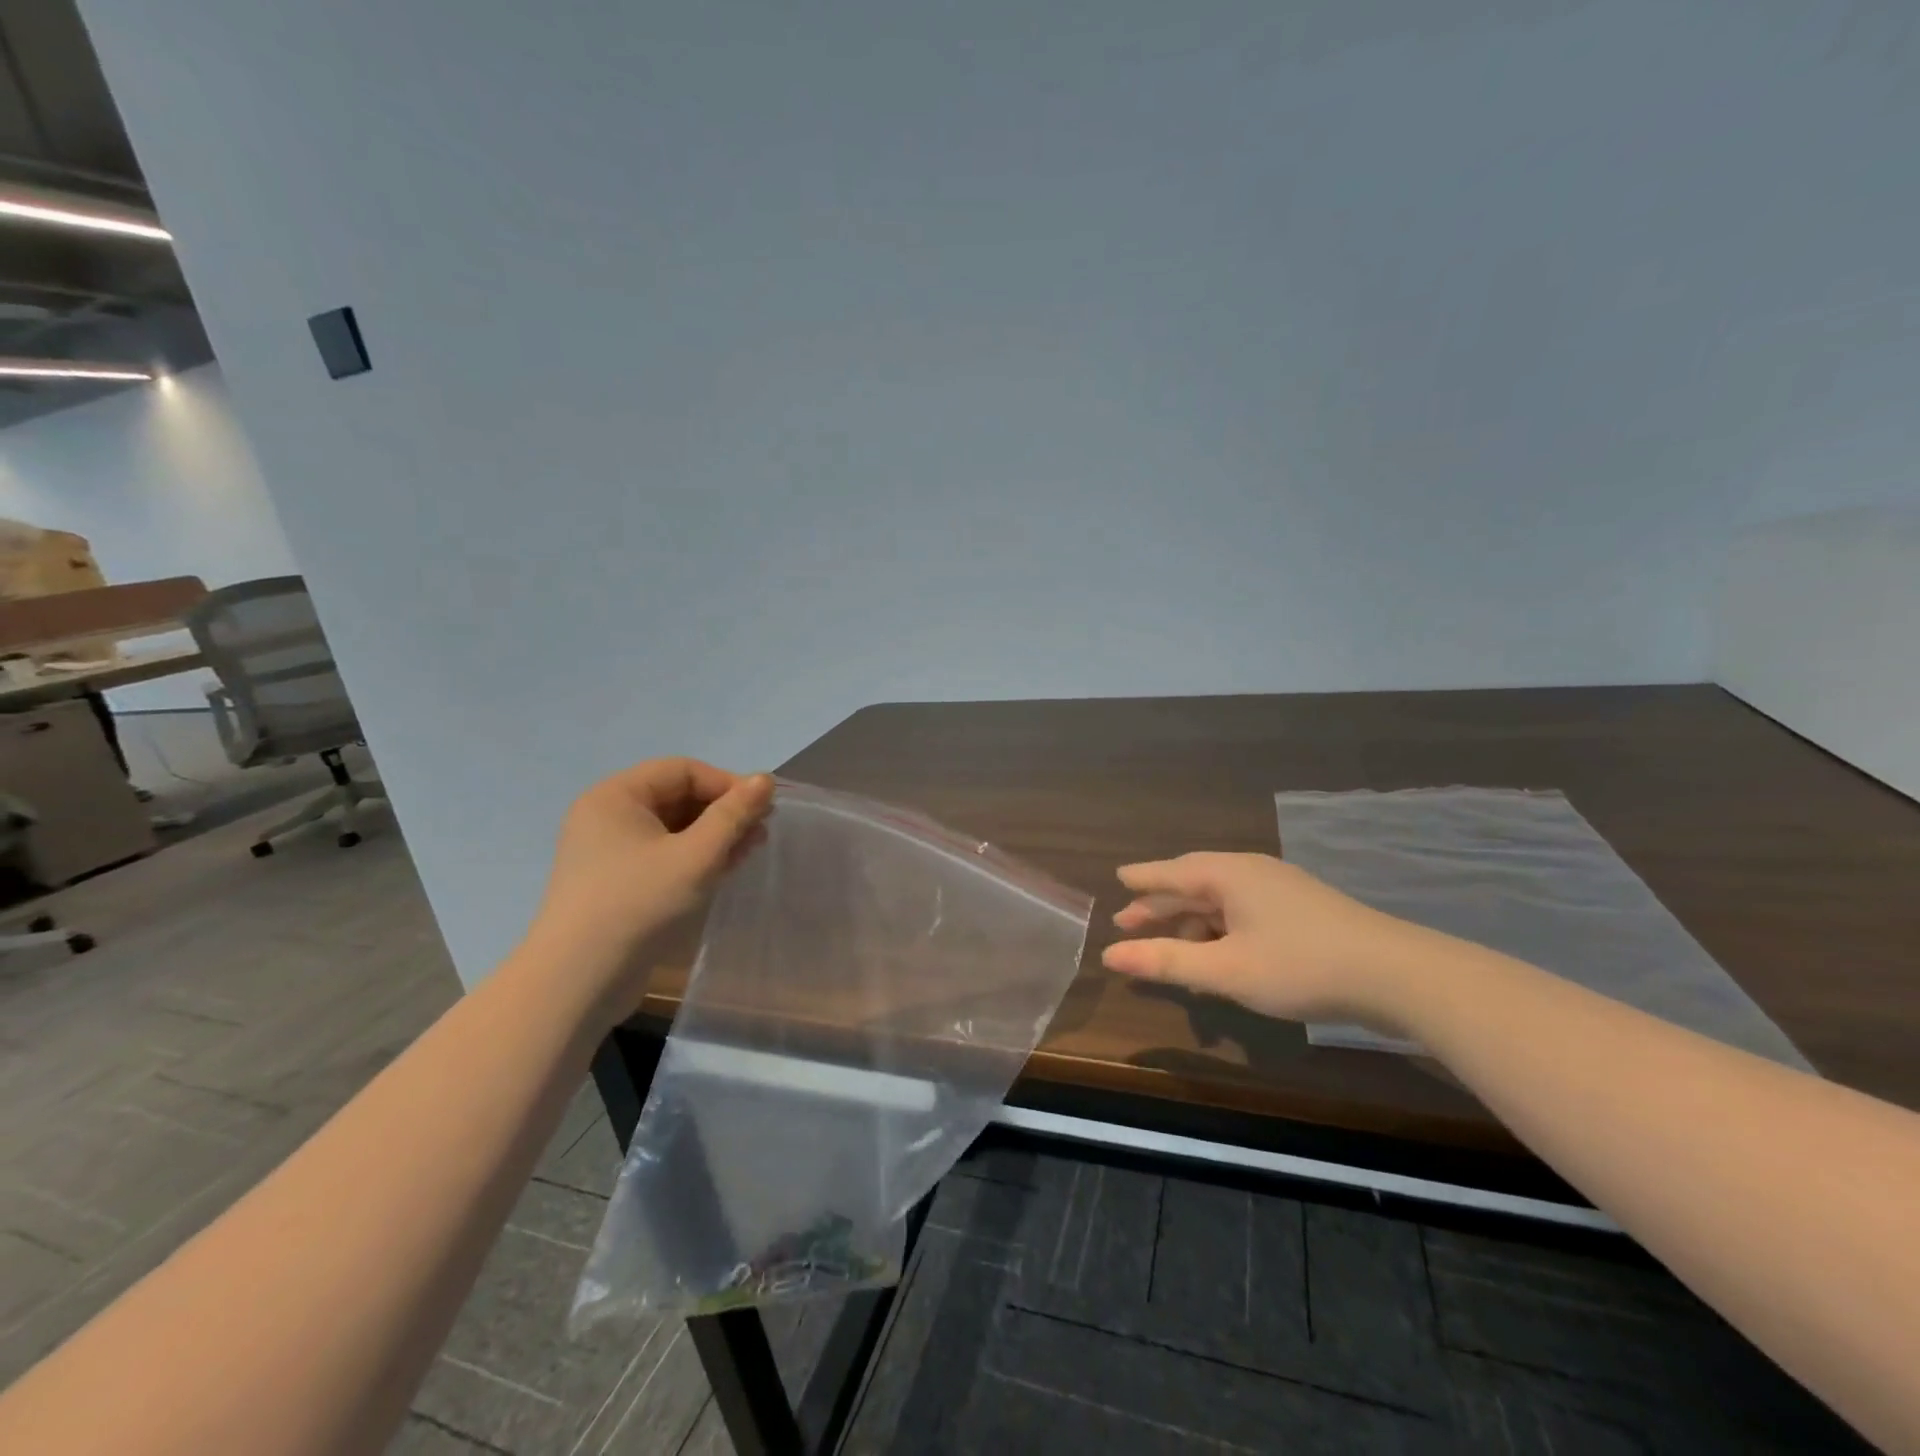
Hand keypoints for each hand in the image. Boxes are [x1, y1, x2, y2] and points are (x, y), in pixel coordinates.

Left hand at [529, 759, 773, 1013]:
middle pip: (678, 797)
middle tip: (762, 830)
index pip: (682, 770)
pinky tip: (725, 868)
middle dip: (723, 811)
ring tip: (751, 849)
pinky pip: (664, 855)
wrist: (579, 981)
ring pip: (674, 828)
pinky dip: (696, 857)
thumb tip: (765, 779)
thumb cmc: (638, 904)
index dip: (727, 784)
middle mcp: (608, 816)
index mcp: (616, 796)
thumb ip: (733, 815)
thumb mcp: (696, 856)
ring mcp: (610, 852)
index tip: (763, 808)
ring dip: (715, 835)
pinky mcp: (617, 884)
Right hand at [1102, 852, 1428, 1027]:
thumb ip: (1166, 961)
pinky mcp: (1302, 911)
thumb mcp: (1225, 970)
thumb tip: (1110, 956)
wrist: (1396, 975)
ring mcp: (1280, 890)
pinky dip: (1221, 931)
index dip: (1142, 879)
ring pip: (1221, 901)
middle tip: (1129, 922)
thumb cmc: (1300, 966)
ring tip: (1172, 949)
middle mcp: (1251, 873)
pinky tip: (1221, 957)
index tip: (1117, 880)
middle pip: (1194, 884)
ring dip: (1192, 923)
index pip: (1171, 872)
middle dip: (1161, 905)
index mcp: (1228, 874)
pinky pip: (1244, 913)